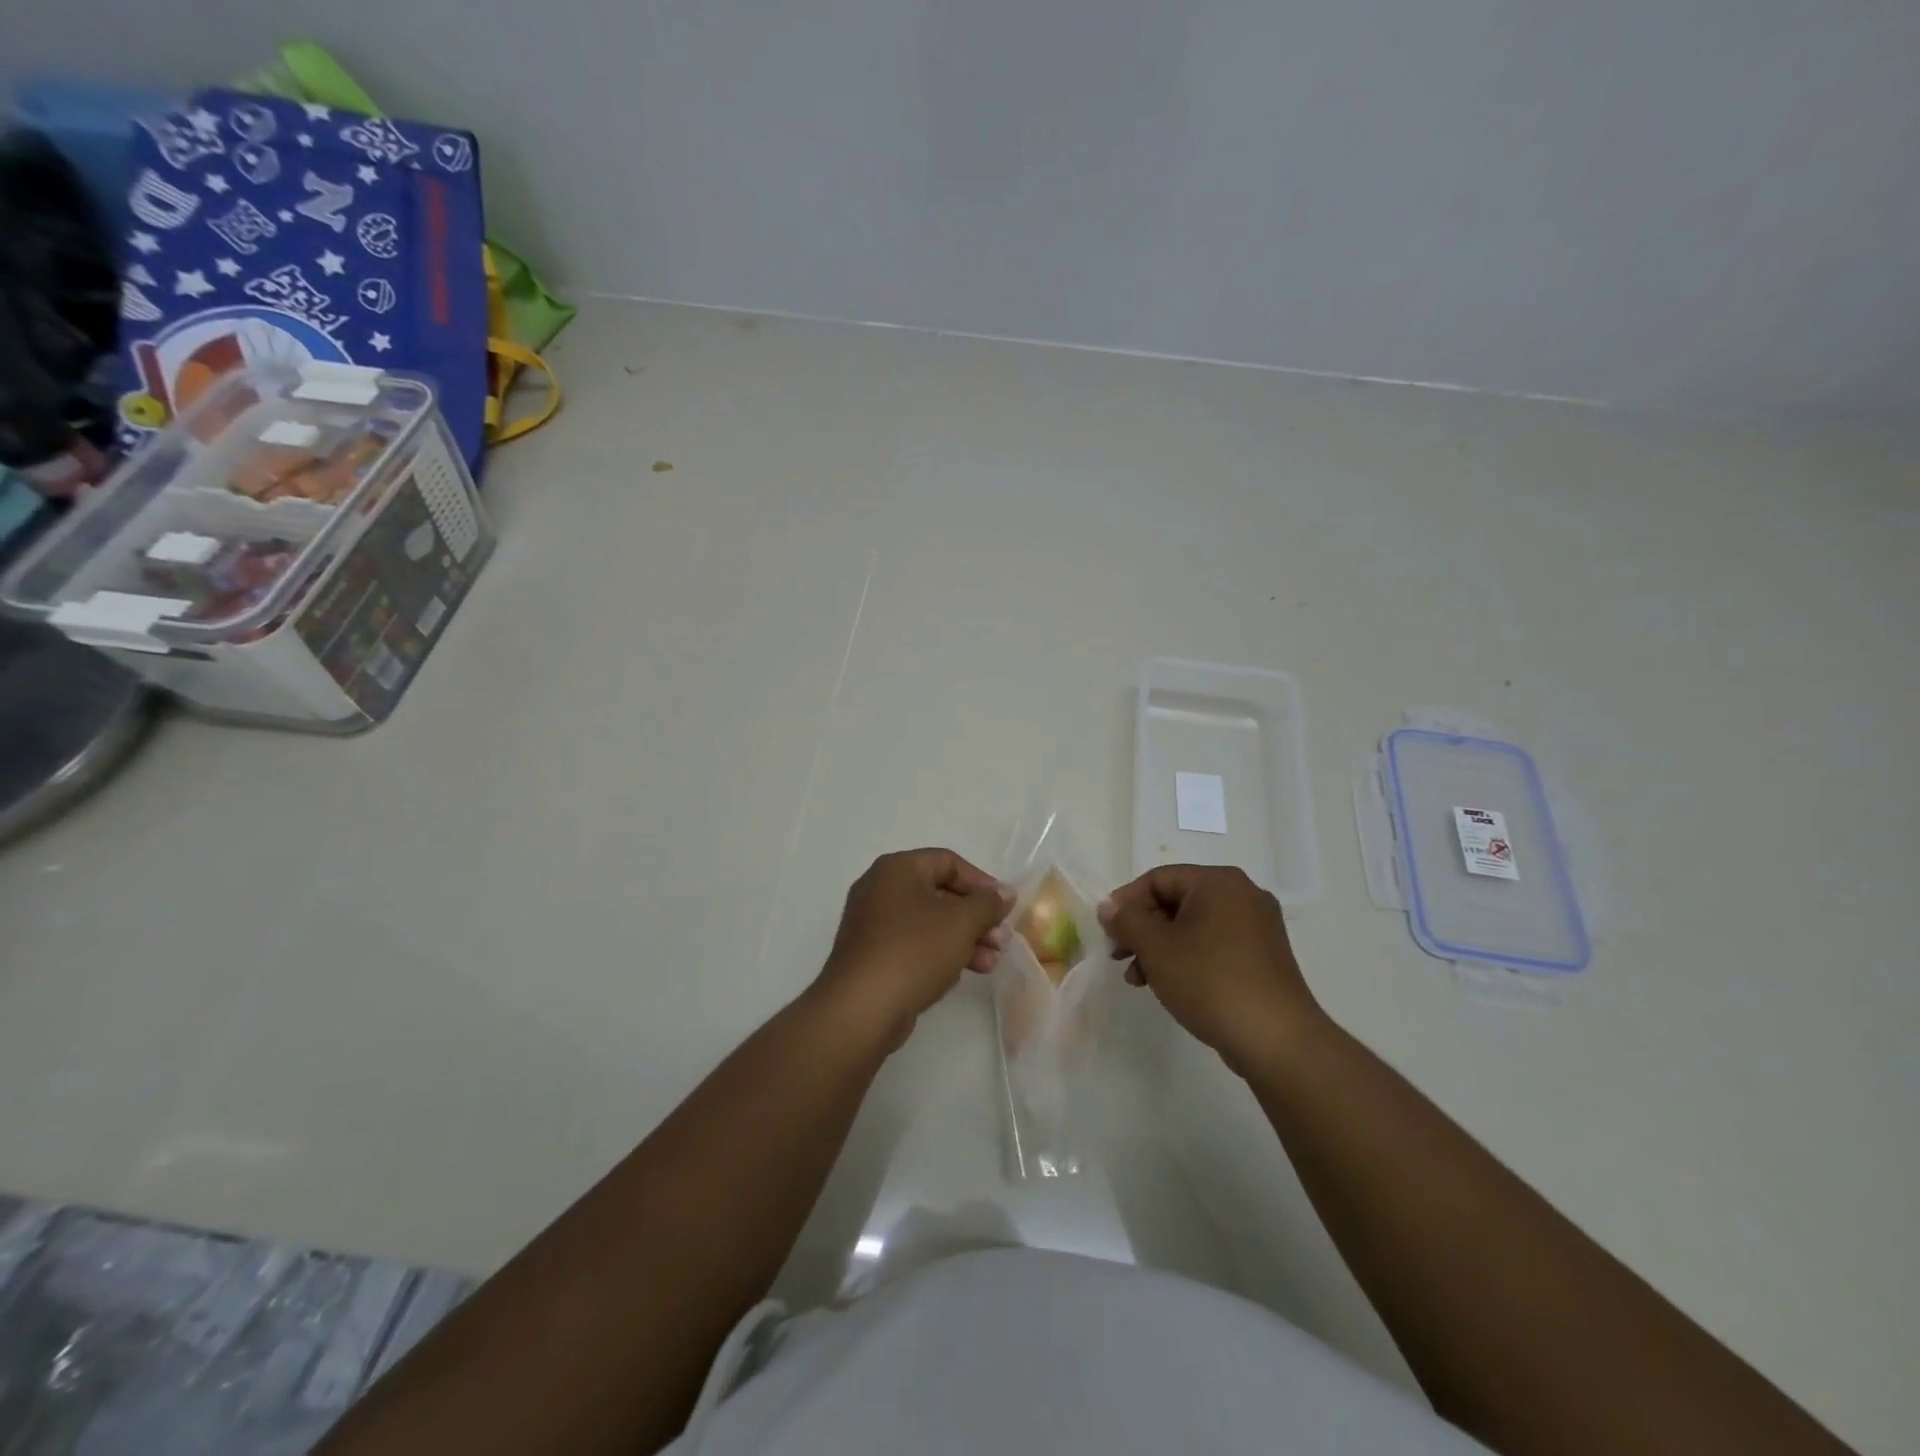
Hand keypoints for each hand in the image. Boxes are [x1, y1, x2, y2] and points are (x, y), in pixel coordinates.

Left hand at [811, 849, 1014, 1051]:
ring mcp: (872, 925)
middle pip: (940, 894)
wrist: (862, 1009)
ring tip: (990, 964)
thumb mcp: (961, 923)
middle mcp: (880, 889)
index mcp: (897, 869)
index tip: (1004, 907)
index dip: (981, 882)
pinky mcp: (872, 956)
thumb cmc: (914, 951)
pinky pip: (913, 946)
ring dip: (963, 940)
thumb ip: (988, 904)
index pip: (948, 862)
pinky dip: (939, 955)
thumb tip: (1005, 892)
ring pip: (929, 924)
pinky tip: (960, 976)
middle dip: (975, 918)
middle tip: (1001, 941)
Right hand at [1098, 865, 1322, 1075]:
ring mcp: (1257, 927)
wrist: (1276, 1040)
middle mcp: (1242, 895)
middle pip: (1176, 901)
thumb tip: (1109, 906)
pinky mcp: (1263, 957)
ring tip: (1139, 979)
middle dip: (1142, 928)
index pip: (1158, 879)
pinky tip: (1170, 985)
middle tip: (1118, 955)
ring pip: (1193, 926)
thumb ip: (1126, 921)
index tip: (1106, 930)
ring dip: (1160, 947)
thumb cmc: (1210, 982)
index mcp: (1218, 882)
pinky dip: (1187, 958)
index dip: (1126, 902)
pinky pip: (1214, 945)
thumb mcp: (1156, 948)